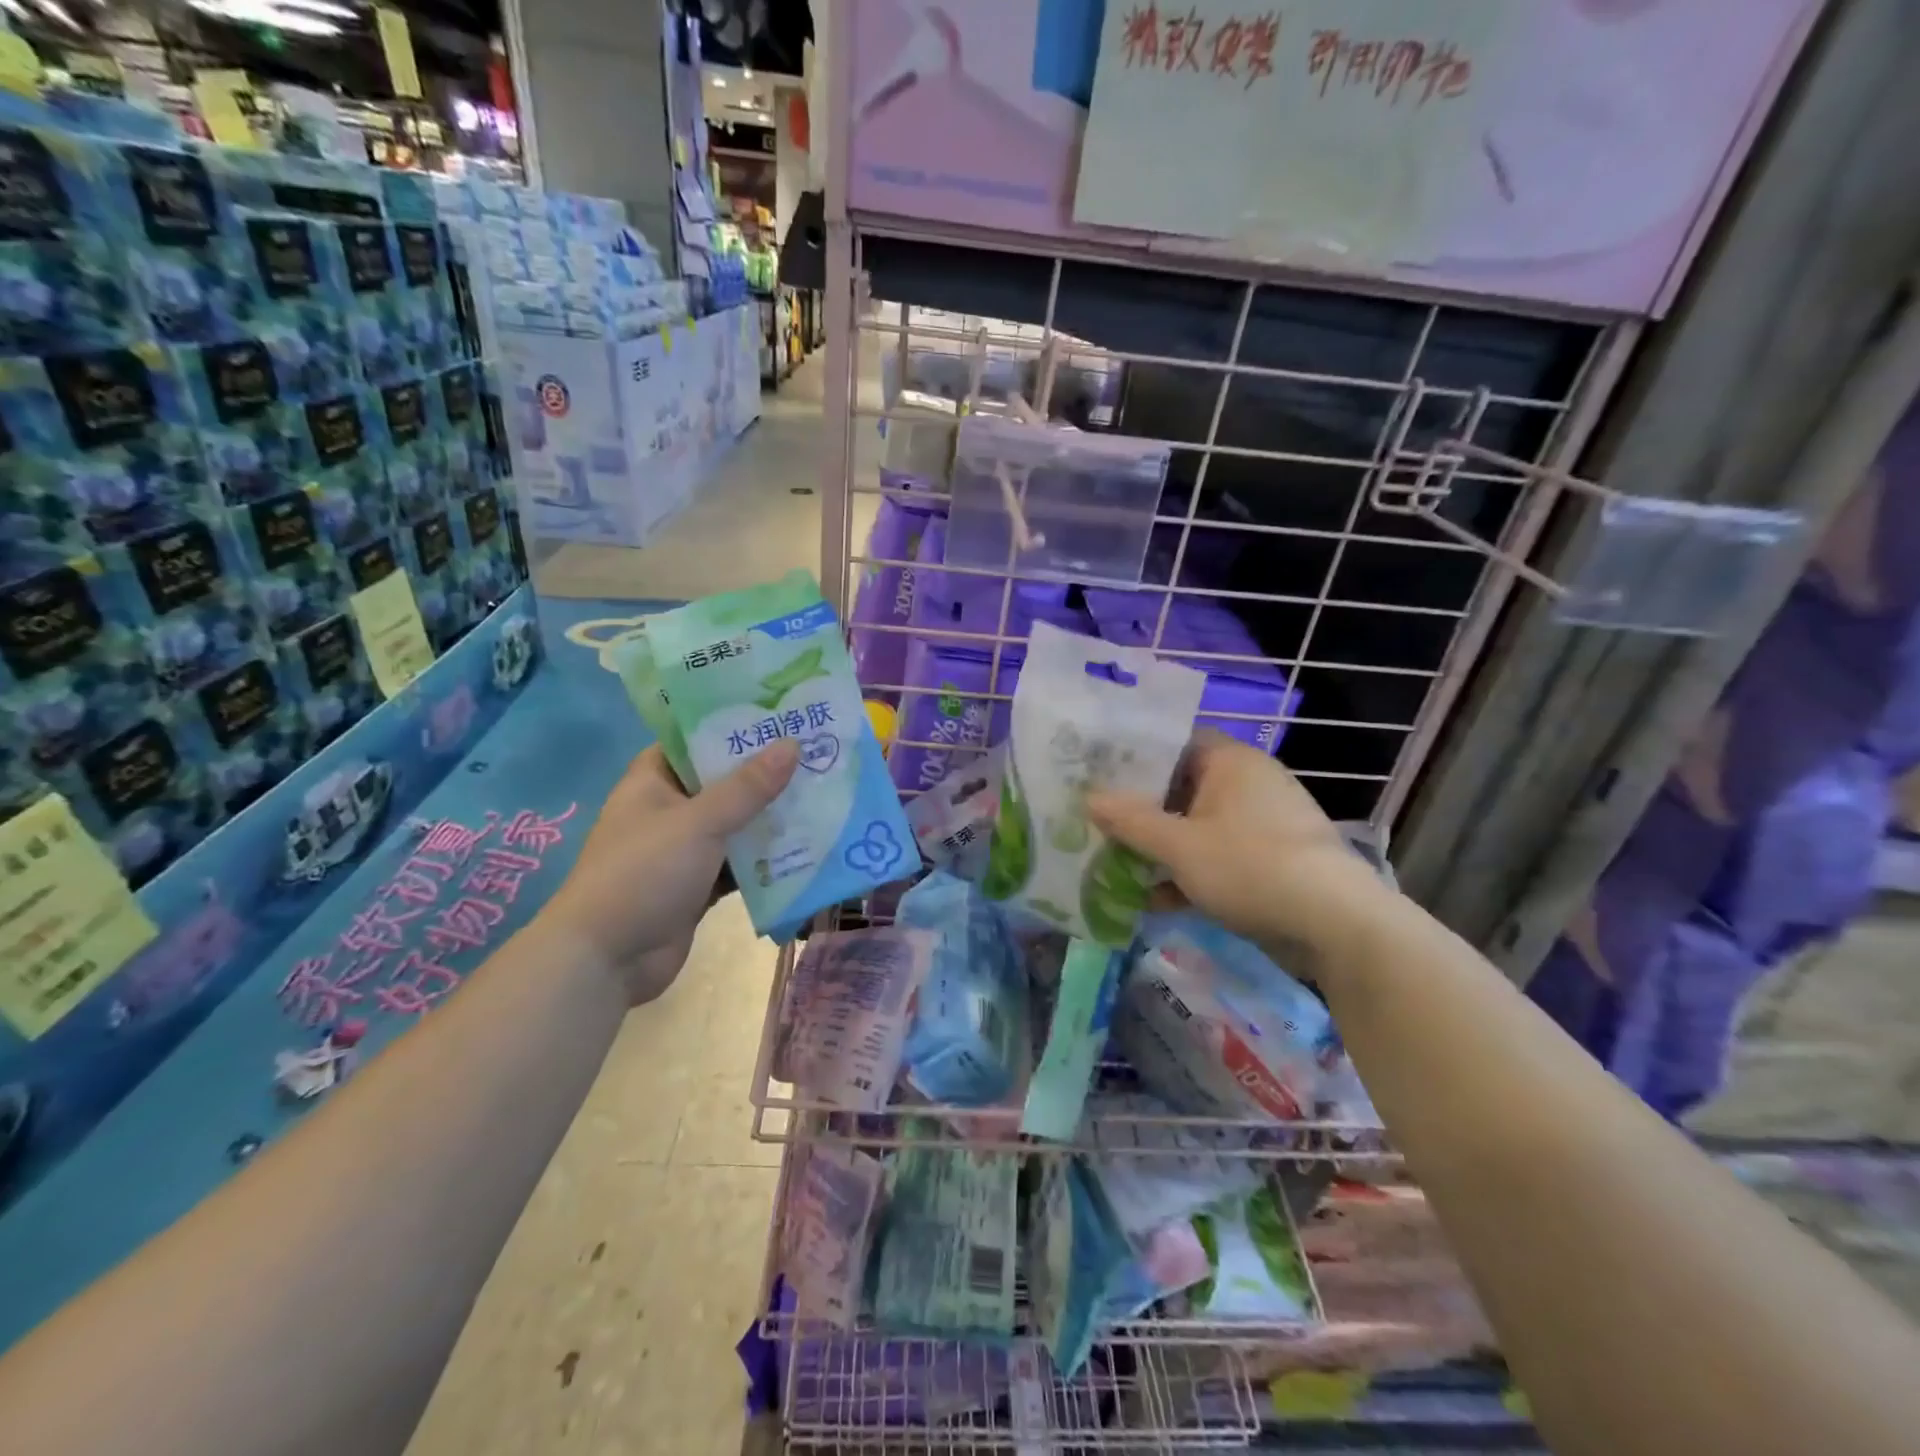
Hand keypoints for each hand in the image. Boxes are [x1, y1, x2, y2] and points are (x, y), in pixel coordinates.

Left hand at [543, 741, 797, 1003]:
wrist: (607, 959)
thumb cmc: (644, 873)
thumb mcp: (699, 822)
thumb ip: (748, 787)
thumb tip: (792, 744)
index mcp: (653, 780)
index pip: (696, 740)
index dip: (735, 726)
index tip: (781, 717)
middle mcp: (668, 810)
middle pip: (723, 782)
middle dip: (765, 774)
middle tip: (816, 753)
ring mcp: (684, 850)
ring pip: (735, 824)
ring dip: (771, 818)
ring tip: (823, 794)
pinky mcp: (699, 885)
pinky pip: (739, 864)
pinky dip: (766, 859)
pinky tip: (807, 848)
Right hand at [1086, 731, 1386, 973]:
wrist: (1334, 925)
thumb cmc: (1249, 866)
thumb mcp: (1179, 846)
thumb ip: (1130, 821)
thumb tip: (1089, 798)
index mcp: (1230, 762)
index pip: (1174, 743)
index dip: (1134, 756)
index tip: (1098, 773)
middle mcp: (1248, 784)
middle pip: (1181, 788)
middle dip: (1140, 810)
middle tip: (1097, 821)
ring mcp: (1261, 825)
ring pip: (1197, 828)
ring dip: (1160, 847)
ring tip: (1113, 863)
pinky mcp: (1270, 862)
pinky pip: (1217, 858)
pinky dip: (1188, 874)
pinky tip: (1151, 901)